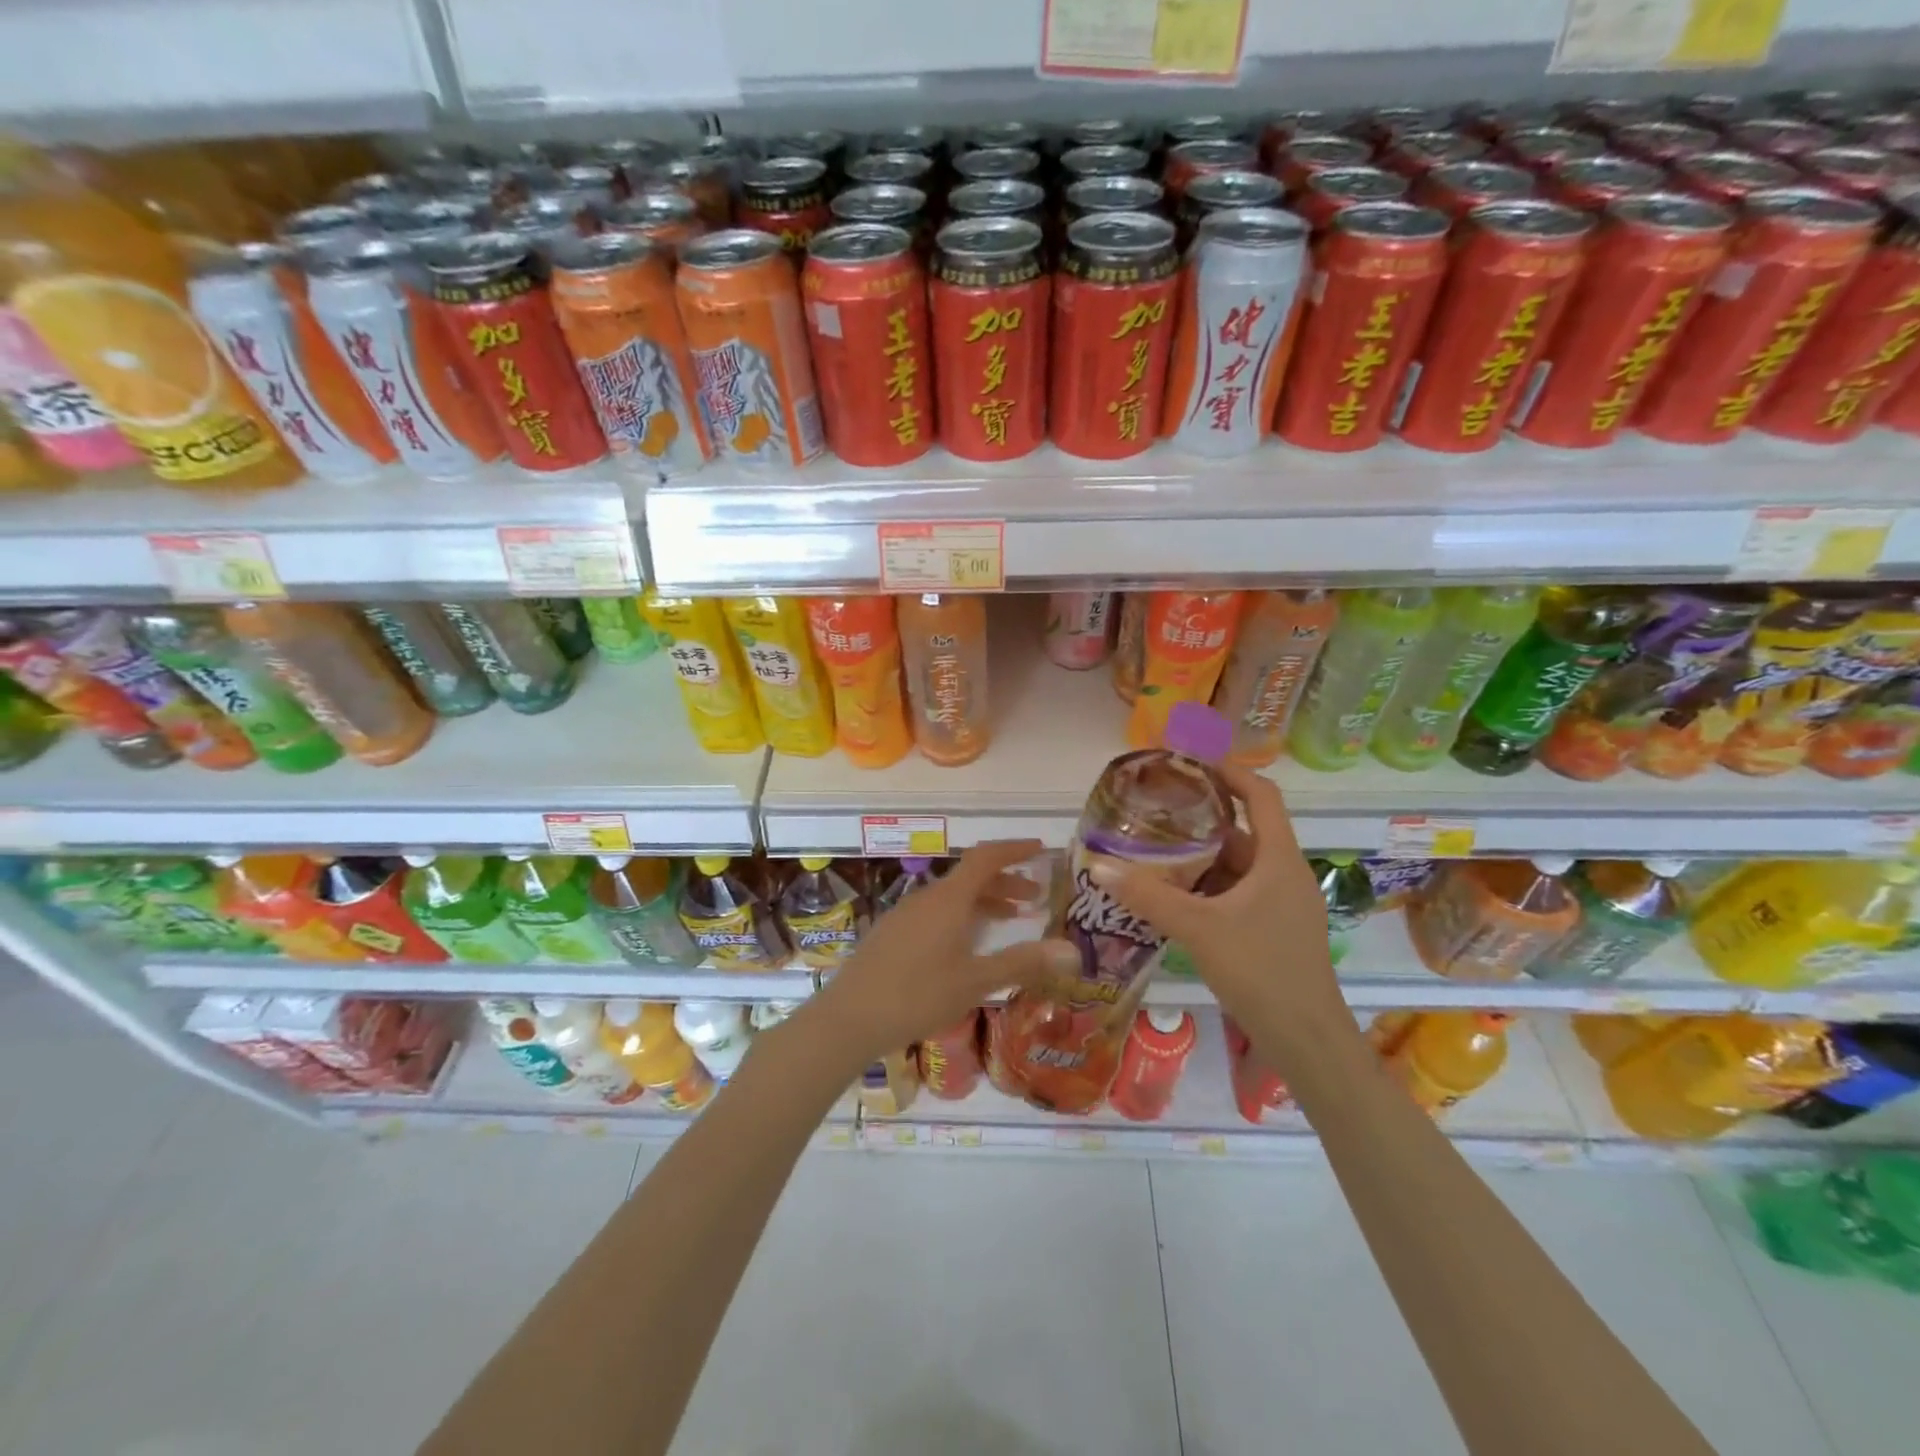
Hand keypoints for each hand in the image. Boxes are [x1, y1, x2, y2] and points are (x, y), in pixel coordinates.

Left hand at [809, 840, 1077, 1065]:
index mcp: (948, 899)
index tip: (1040, 849)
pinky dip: (961, 917)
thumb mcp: (975, 981)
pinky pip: (935, 913)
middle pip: (970, 878)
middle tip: (1034, 899)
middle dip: (1004, 882)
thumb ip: (1022, 962)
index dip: (1014, 849)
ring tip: (1008, 921)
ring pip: (952, 897)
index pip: (986, 858)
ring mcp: (905, 915)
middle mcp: (926, 898)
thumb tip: (1072, 950)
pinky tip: (965, 946)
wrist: (848, 1018)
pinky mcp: (891, 934)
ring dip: (983, 902)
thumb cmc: (917, 995)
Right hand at [1092, 766, 1343, 1031]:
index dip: (1229, 771)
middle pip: (1245, 830)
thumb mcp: (1198, 928)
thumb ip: (1148, 896)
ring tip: (1155, 850)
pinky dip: (1208, 886)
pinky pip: (1238, 892)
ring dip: (1201, 856)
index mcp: (1280, 859)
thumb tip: (1098, 864)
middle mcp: (1286, 874)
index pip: (1261, 795)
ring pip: (1239, 865)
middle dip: (1203, 817)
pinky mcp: (1275, 929)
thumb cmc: (1261, 971)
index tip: (1190, 760)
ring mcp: (1283, 904)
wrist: (1307, 1041)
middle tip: (1158, 809)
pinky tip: (1174, 896)